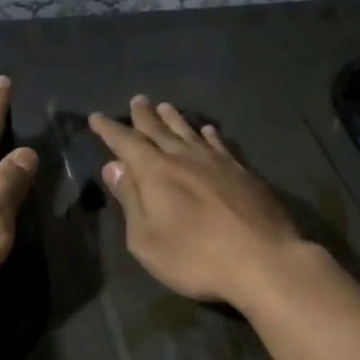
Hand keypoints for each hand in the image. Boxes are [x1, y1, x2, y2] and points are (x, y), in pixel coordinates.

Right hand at [89, 97, 308, 307]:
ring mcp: (218, 162)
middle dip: (144, 116)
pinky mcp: (243, 173)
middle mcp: (185, 158)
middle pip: (159, 130)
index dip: (110, 130)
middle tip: (137, 100)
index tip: (96, 117)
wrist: (262, 259)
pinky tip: (208, 130)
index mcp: (156, 172)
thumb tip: (114, 166)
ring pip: (190, 132)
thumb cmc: (194, 257)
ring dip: (175, 119)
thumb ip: (130, 200)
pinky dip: (210, 135)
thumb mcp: (147, 238)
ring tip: (165, 106)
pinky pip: (220, 144)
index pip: (126, 143)